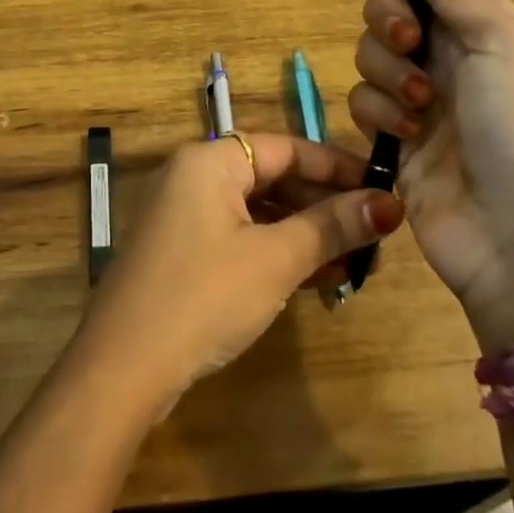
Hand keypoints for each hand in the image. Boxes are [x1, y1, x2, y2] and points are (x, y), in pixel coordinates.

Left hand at [74, 134, 403, 419]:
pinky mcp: (182, 252)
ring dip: (305, 233)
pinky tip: (318, 278)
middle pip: (272, 177)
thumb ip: (331, 227)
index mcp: (210, 160)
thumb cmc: (204, 295)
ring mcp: (184, 215)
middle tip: (376, 233)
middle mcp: (193, 176)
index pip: (286, 148)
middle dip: (324, 205)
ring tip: (358, 261)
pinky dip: (277, 251)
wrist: (124, 364)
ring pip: (258, 211)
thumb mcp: (275, 259)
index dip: (337, 167)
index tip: (384, 188)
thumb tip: (389, 203)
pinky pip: (240, 237)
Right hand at [349, 0, 513, 351]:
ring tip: (420, 106)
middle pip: (393, 5)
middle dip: (389, 17)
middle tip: (410, 43)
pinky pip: (363, 98)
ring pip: (369, 51)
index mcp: (488, 26)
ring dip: (388, 72)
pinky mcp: (394, 132)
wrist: (512, 232)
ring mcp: (420, 94)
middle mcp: (451, 53)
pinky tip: (405, 135)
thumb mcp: (503, 46)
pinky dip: (380, 111)